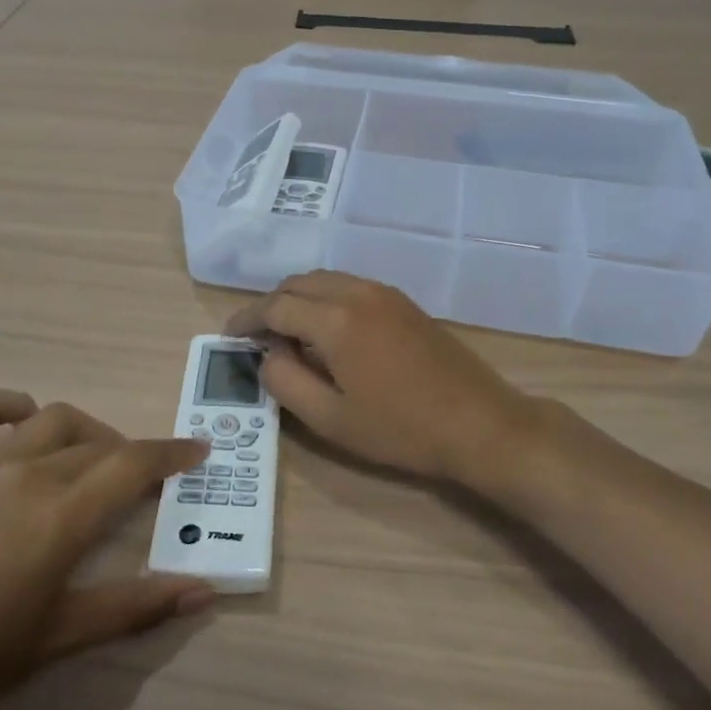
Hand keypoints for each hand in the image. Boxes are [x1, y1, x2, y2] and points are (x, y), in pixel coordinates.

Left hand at [0, 391, 212, 709]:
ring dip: (84, 431)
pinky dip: (13, 406)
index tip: (198, 450)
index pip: (133, 465)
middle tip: (143, 481)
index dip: (172, 453)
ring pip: (52, 419)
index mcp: (59, 519)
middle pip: (98, 444)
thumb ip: (134, 607)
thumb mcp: (57, 639)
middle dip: (132, 455)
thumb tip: (202, 592)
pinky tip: (23, 429)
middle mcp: (27, 475)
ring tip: (90, 459)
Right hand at [226, 271, 546, 492]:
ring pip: (325, 280)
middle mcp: (357, 292)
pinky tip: (327, 331)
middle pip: (298, 283)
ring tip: (287, 333)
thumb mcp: (330, 419)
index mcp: (335, 319)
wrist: (480, 424)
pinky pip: (350, 286)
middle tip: (256, 337)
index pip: (275, 306)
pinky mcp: (403, 302)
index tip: (230, 337)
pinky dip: (325, 299)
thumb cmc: (401, 429)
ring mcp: (385, 293)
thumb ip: (285, 381)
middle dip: (270, 305)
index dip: (247, 319)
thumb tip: (266, 354)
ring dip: (298, 299)